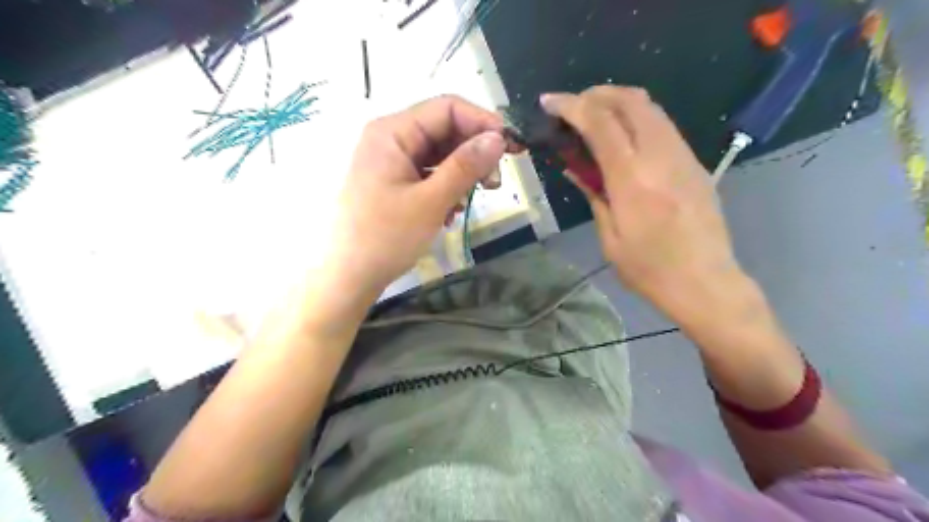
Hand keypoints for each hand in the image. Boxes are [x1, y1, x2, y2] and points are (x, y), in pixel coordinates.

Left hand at [315, 95, 511, 306]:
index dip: (483, 123)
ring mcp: (392, 162)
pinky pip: (429, 173)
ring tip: (473, 199)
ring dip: (463, 173)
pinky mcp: (394, 182)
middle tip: (495, 183)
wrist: (349, 276)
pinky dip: (447, 187)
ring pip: (440, 154)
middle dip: (474, 152)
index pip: (447, 108)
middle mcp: (391, 138)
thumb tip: (498, 138)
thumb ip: (466, 166)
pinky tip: (452, 211)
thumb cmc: (386, 237)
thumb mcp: (431, 201)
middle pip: (444, 130)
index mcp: (393, 132)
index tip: (510, 148)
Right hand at [542, 85, 745, 321]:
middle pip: (630, 100)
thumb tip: (575, 168)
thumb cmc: (649, 269)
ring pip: (651, 107)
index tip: (550, 102)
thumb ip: (593, 194)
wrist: (705, 282)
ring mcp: (683, 156)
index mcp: (632, 179)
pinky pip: (662, 125)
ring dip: (618, 102)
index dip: (572, 106)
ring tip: (594, 117)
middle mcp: (660, 157)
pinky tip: (623, 137)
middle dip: (596, 94)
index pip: (600, 123)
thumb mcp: (609, 237)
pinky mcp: (694, 162)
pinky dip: (637, 118)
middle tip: (573, 107)